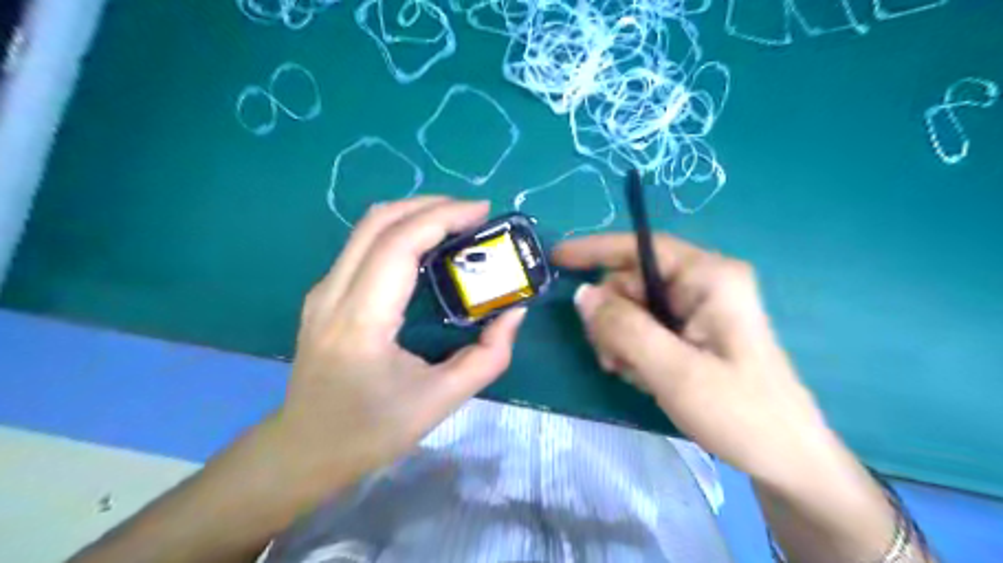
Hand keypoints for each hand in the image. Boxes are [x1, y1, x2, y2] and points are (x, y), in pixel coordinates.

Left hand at [273, 195, 525, 492]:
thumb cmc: (370, 431)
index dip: (442, 217)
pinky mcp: (324, 295)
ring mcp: (322, 291)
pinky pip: (362, 245)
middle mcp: (333, 294)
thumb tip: (515, 312)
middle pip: (379, 221)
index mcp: (361, 321)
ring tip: (456, 223)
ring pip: (367, 227)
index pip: (399, 244)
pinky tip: (427, 246)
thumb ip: (488, 356)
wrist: (304, 450)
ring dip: (414, 214)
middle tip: (474, 213)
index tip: (482, 212)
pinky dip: (399, 231)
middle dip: (431, 205)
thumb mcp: (441, 401)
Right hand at [557, 233, 831, 484]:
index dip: (596, 249)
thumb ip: (623, 328)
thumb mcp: (674, 371)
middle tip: (609, 359)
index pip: (642, 247)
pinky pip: (647, 327)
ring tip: (630, 373)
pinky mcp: (696, 330)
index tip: (557, 257)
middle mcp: (705, 283)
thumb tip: (582, 294)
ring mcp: (701, 307)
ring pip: (635, 307)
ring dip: (620, 337)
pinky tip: (643, 376)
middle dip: (611, 316)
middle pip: (633, 281)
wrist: (785, 459)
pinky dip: (633, 348)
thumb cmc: (739, 413)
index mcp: (709, 278)